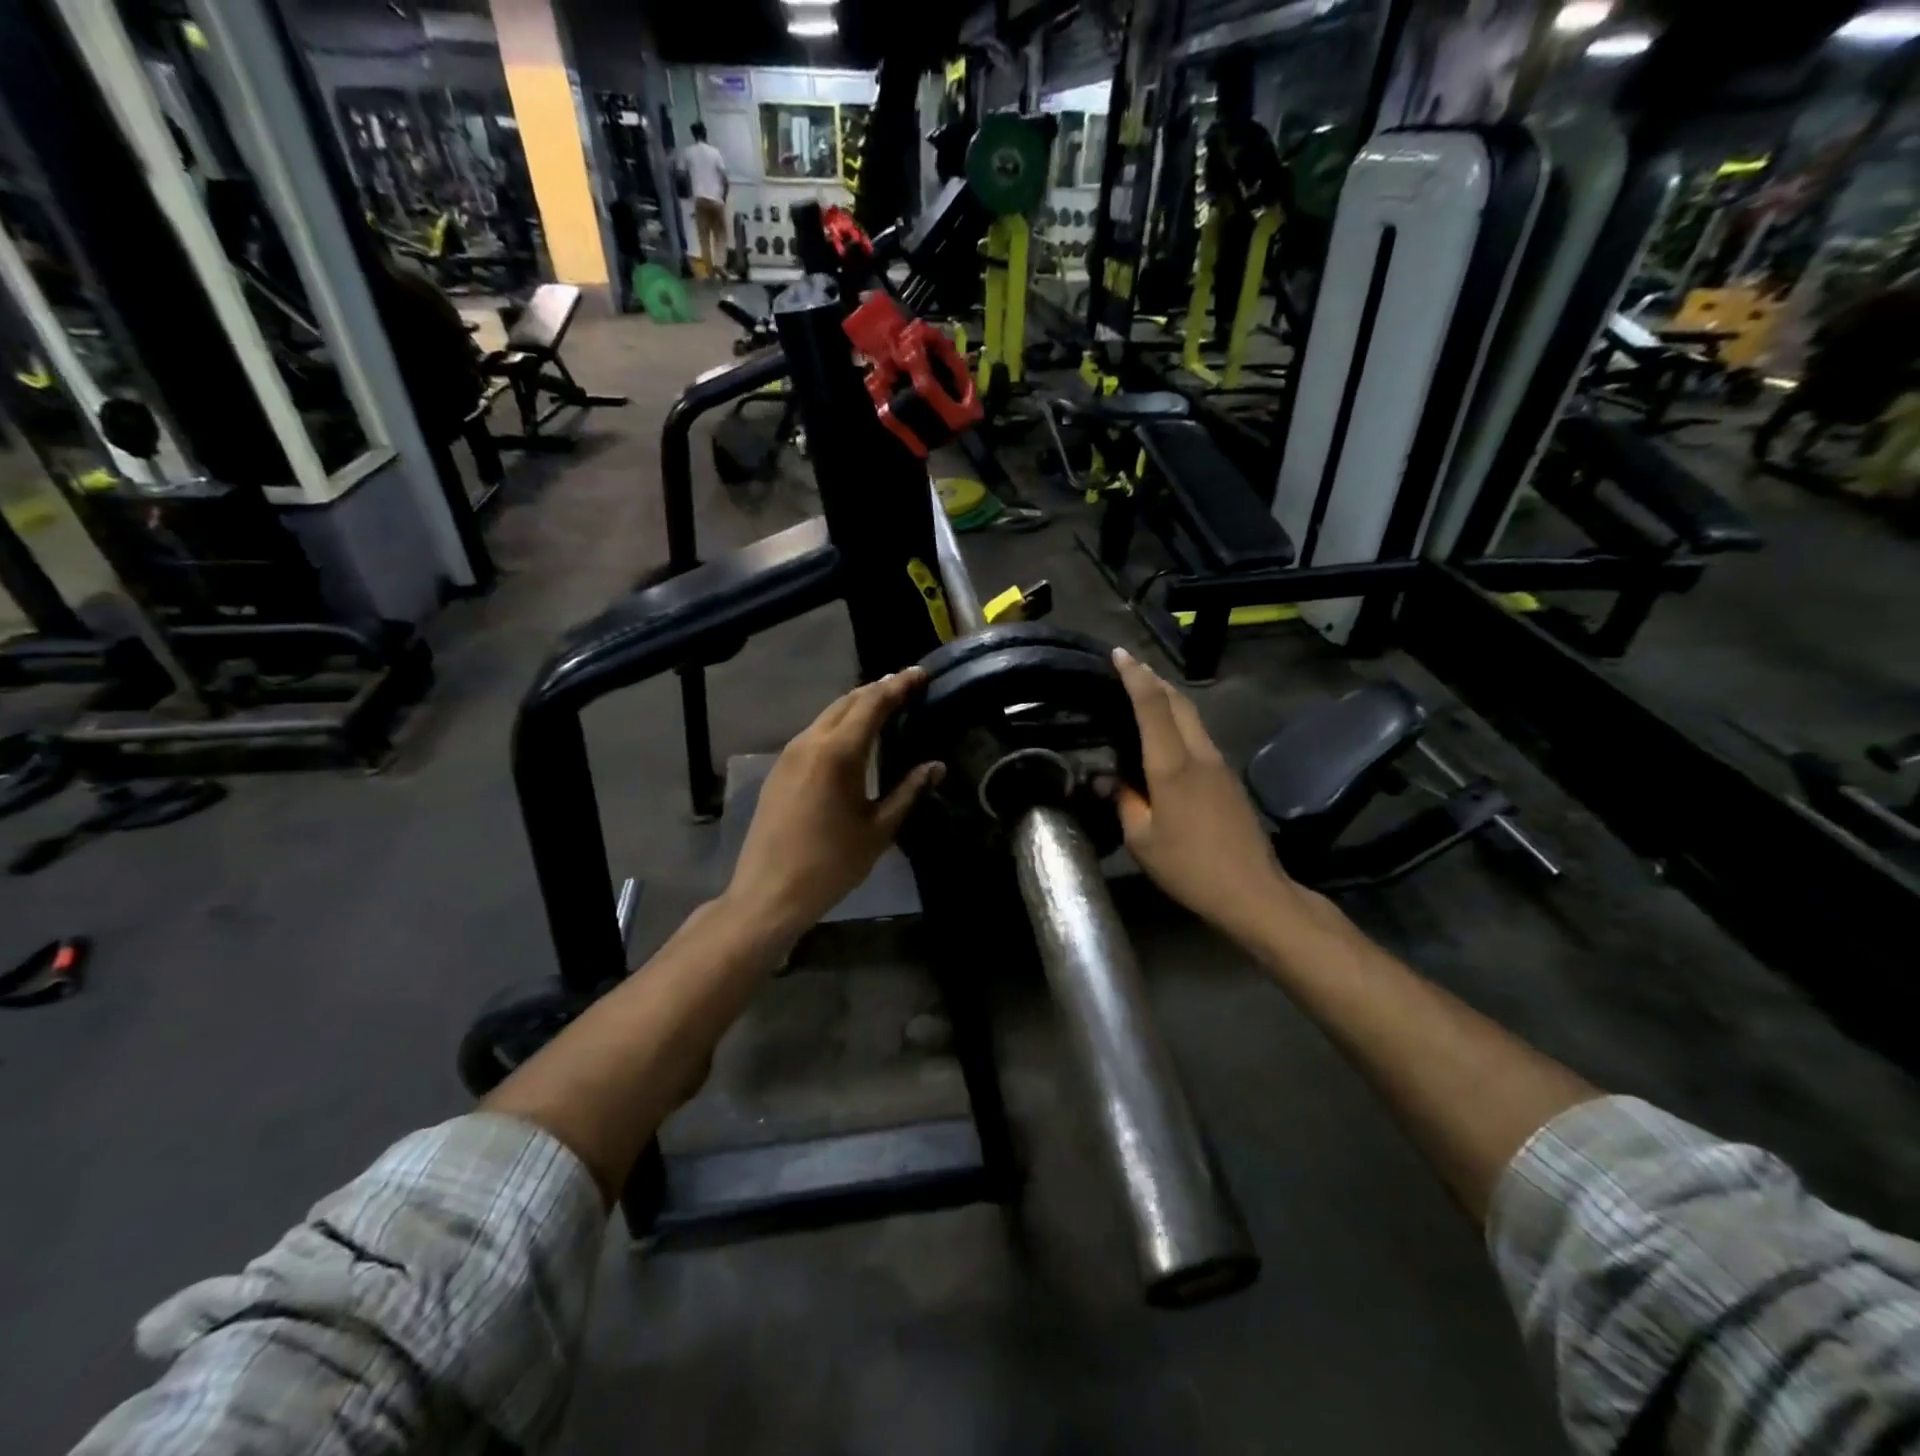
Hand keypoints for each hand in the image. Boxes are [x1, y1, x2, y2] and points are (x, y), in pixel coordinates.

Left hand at [724, 670, 942, 942]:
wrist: (769, 892)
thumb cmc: (832, 863)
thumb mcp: (879, 829)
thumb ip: (909, 791)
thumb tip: (936, 766)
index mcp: (839, 752)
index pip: (873, 703)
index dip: (898, 685)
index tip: (920, 673)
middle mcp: (811, 742)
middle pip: (847, 701)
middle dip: (877, 689)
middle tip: (906, 686)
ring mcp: (789, 754)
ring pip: (827, 715)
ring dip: (856, 705)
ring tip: (883, 706)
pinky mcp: (779, 769)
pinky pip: (813, 733)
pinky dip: (838, 724)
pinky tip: (851, 738)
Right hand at [1110, 648, 1289, 942]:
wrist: (1252, 891)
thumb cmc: (1189, 867)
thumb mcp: (1142, 840)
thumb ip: (1124, 801)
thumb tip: (1108, 779)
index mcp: (1172, 766)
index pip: (1152, 706)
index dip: (1134, 676)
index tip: (1118, 654)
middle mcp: (1199, 754)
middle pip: (1178, 701)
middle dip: (1153, 678)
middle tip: (1128, 668)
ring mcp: (1219, 764)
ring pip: (1192, 717)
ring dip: (1168, 699)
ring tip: (1142, 695)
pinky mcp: (1228, 779)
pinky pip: (1199, 736)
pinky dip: (1178, 722)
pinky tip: (1165, 736)